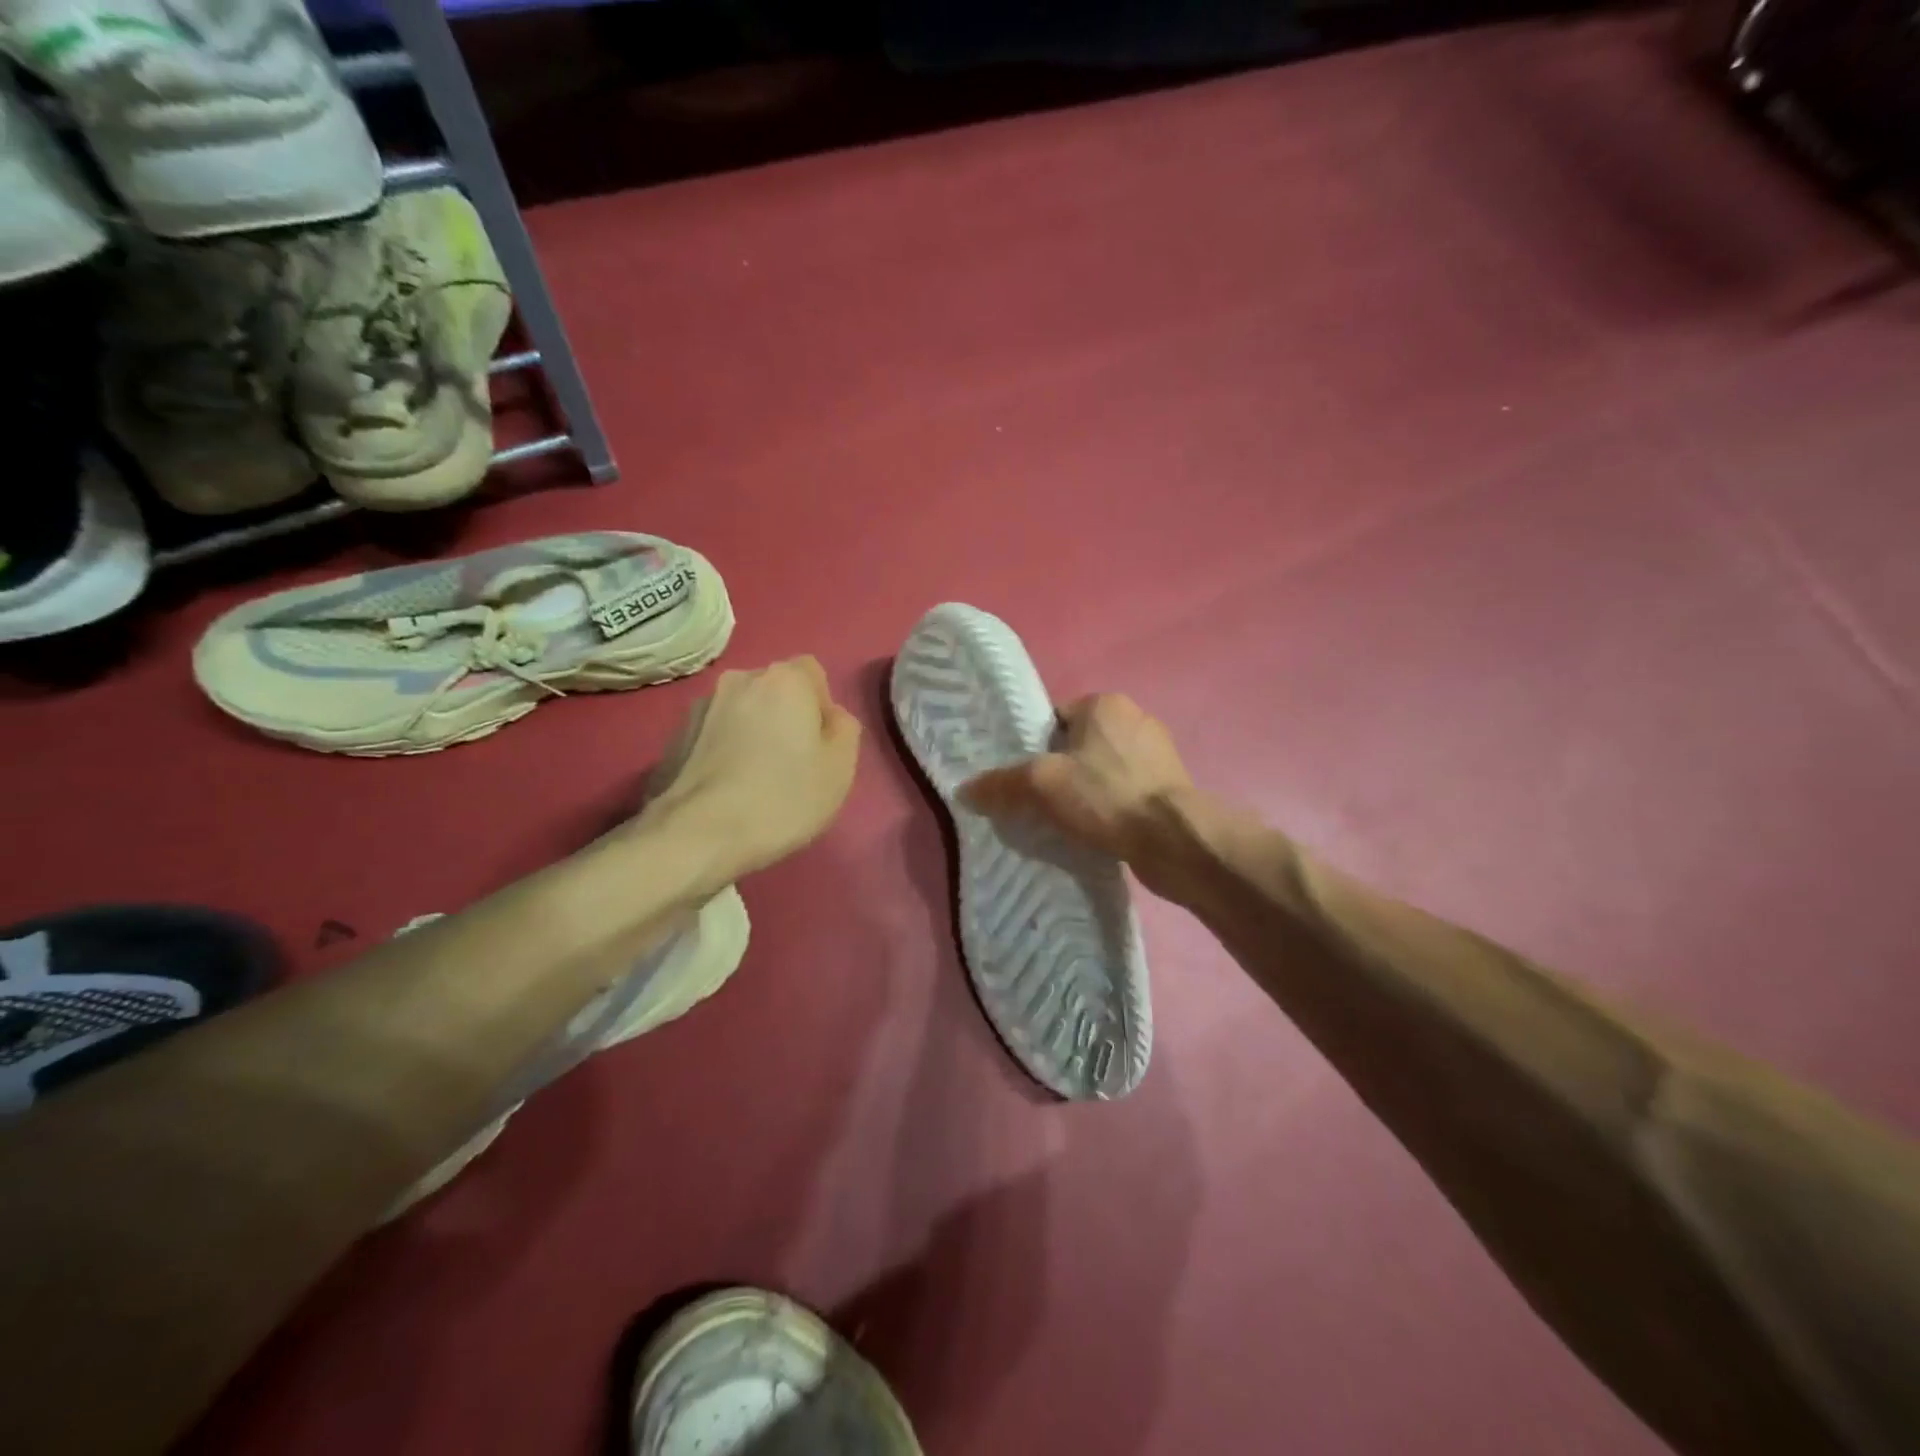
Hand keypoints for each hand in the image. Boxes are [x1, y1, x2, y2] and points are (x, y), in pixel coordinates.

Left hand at [642, 657, 861, 883]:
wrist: (699, 834)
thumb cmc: (784, 798)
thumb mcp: (840, 768)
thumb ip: (844, 729)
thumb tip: (829, 717)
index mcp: (785, 679)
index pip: (813, 673)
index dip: (821, 706)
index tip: (820, 745)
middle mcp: (741, 680)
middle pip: (775, 689)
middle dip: (785, 716)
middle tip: (792, 763)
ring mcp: (702, 705)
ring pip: (742, 711)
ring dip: (752, 731)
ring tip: (755, 778)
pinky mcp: (675, 735)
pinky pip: (714, 734)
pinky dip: (724, 750)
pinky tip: (727, 787)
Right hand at [961, 693, 1199, 899]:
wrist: (1173, 840)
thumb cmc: (1106, 796)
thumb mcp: (1042, 784)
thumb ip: (1001, 783)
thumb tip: (965, 790)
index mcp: (1106, 703)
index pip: (1056, 719)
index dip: (1035, 749)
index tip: (1025, 780)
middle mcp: (1136, 719)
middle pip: (1078, 746)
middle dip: (1060, 772)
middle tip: (1040, 803)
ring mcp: (1158, 754)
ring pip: (1102, 771)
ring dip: (1086, 793)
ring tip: (1068, 822)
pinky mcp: (1170, 787)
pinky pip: (1125, 792)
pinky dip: (1110, 808)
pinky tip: (1098, 832)